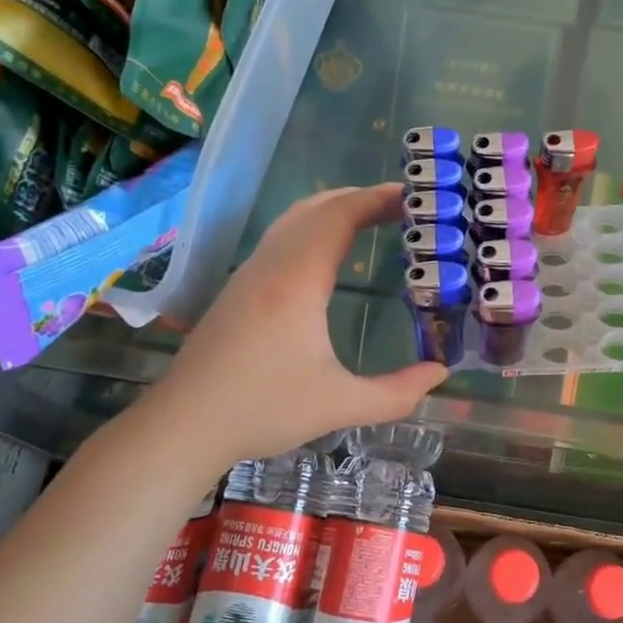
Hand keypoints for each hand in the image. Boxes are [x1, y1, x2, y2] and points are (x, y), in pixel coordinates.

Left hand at [144, 184, 446, 466]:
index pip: (339, 216)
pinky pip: (282, 236)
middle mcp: (271, 265)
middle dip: (362, 198)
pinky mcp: (238, 288)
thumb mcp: (338, 405)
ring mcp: (249, 273)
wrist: (183, 425)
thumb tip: (439, 373)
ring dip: (335, 210)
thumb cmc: (261, 411)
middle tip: (404, 208)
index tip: (413, 197)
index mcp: (297, 281)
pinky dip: (314, 227)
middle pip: (317, 207)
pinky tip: (330, 253)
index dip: (377, 199)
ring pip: (294, 218)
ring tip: (373, 220)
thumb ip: (396, 393)